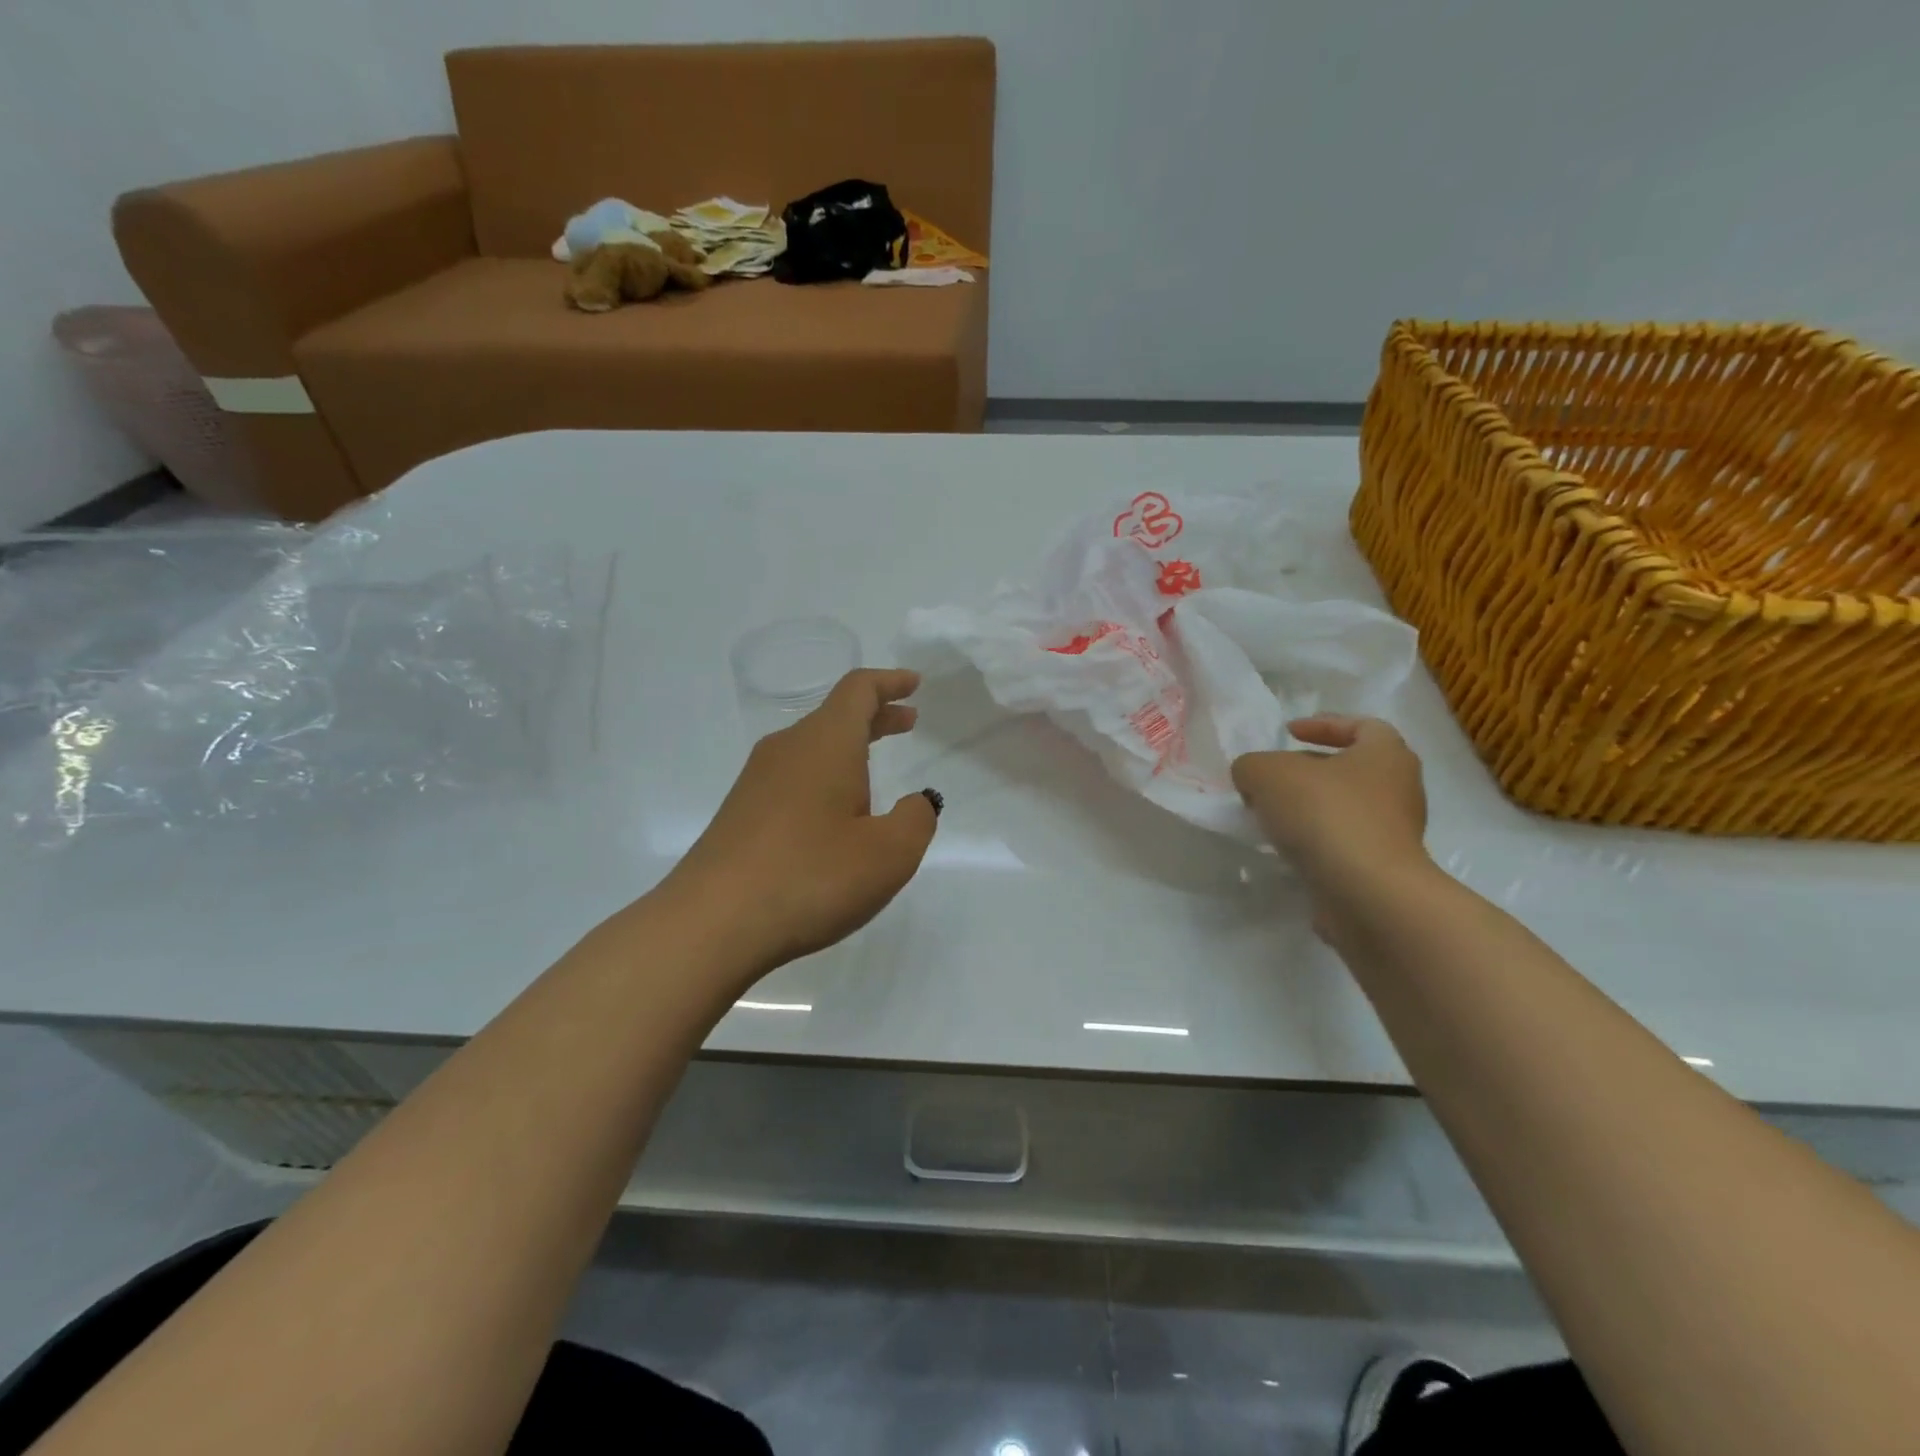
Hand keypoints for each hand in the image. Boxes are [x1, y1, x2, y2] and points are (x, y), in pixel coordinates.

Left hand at [666, 668, 939, 975]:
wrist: (711, 923)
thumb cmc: (811, 877)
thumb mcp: (889, 854)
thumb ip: (916, 819)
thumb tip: (916, 801)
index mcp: (825, 744)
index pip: (858, 690)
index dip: (890, 682)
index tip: (914, 685)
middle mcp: (788, 749)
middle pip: (835, 716)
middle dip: (875, 716)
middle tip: (908, 724)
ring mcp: (757, 781)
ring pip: (812, 748)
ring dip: (849, 750)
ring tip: (876, 772)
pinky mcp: (741, 812)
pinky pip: (793, 777)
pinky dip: (825, 777)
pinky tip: (835, 815)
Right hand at [1231, 716, 1429, 892]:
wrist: (1366, 893)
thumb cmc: (1325, 814)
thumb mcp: (1266, 773)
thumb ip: (1251, 766)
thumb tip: (1252, 779)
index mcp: (1386, 754)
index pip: (1362, 725)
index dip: (1323, 724)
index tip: (1288, 733)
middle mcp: (1400, 789)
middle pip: (1351, 769)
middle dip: (1310, 771)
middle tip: (1273, 779)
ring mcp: (1395, 833)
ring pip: (1345, 809)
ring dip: (1310, 810)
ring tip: (1272, 817)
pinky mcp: (1383, 869)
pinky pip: (1344, 844)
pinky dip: (1316, 842)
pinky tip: (1287, 850)